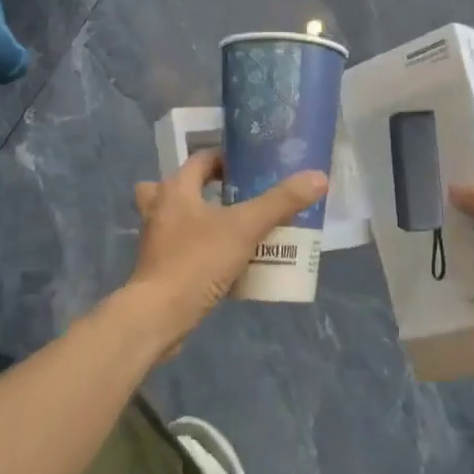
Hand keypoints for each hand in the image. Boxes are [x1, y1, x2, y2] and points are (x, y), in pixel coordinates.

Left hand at [126, 150, 326, 352]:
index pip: (201, 159)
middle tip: (237, 195)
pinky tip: (224, 258)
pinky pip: (180, 245)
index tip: (252, 167)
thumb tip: (318, 177)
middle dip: (205, 187)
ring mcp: (155, 239)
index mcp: (176, 188)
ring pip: (176, 216)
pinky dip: (198, 246)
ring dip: (199, 216)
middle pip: (180, 186)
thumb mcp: (245, 227)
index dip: (225, 158)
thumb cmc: (197, 261)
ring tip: (231, 224)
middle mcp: (159, 207)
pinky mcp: (159, 267)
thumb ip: (281, 202)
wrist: (159, 316)